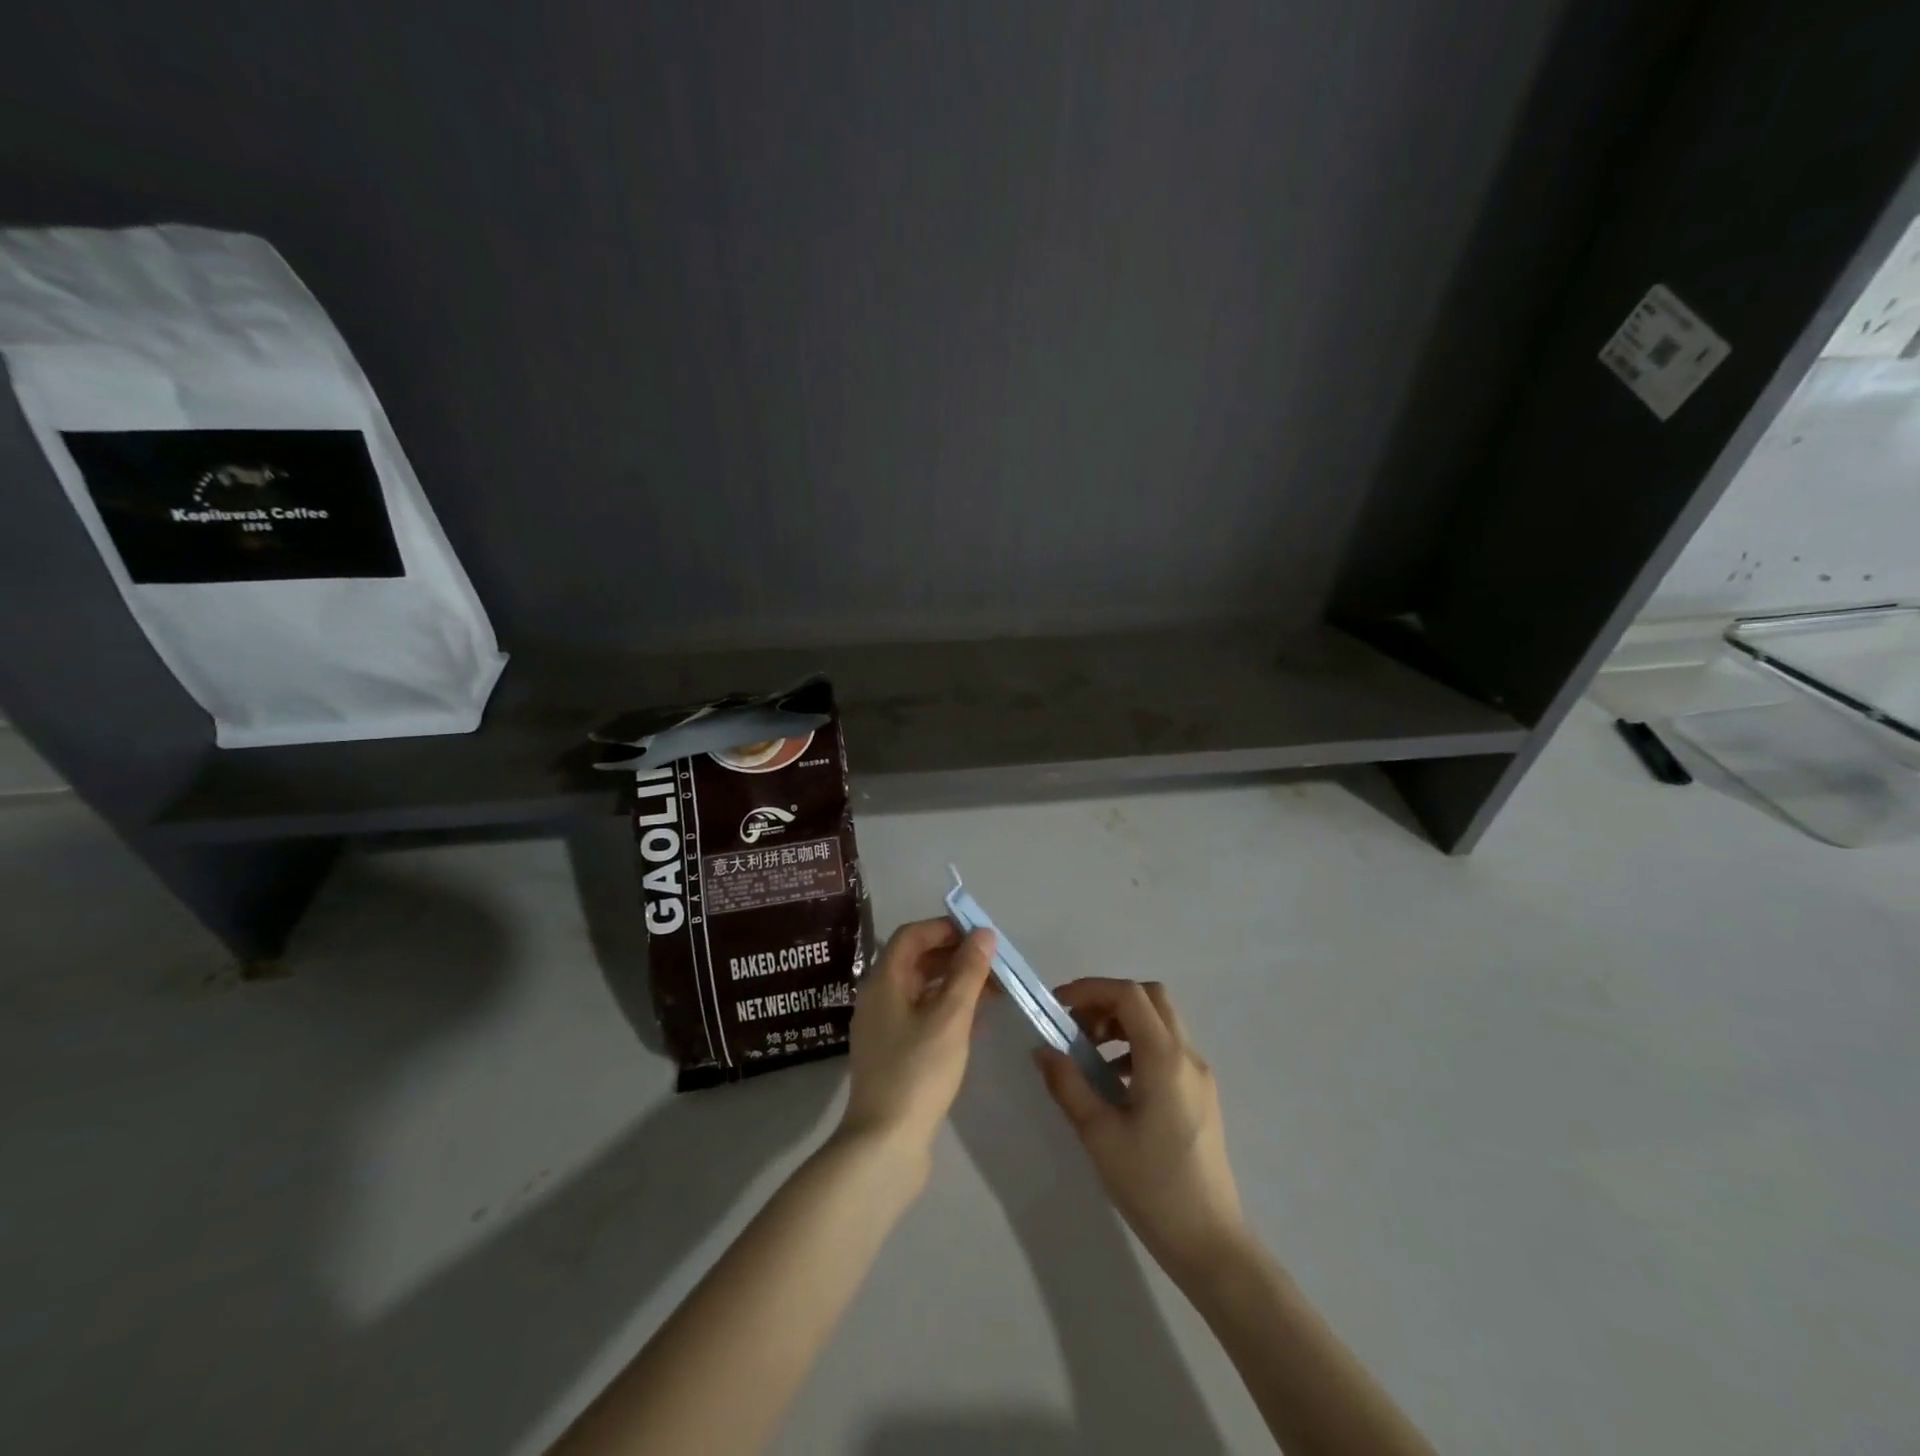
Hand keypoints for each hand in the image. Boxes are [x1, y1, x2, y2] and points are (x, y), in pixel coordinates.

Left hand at [839, 918, 996, 1166]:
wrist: (884, 1145)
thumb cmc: (917, 1071)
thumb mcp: (950, 1017)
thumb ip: (968, 972)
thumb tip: (983, 933)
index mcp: (883, 981)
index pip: (912, 935)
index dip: (945, 928)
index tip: (980, 936)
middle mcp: (878, 998)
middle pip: (916, 961)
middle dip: (955, 956)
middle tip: (993, 964)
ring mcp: (883, 1028)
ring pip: (921, 990)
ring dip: (955, 983)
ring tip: (993, 990)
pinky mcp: (893, 1054)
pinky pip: (922, 1016)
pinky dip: (947, 1010)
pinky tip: (976, 1022)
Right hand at [1035, 978, 1248, 1278]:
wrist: (1210, 1243)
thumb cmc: (1152, 1185)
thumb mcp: (1099, 1134)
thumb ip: (1068, 1084)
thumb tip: (1043, 1050)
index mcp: (1165, 1058)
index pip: (1129, 995)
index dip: (1091, 989)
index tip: (1058, 1006)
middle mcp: (1187, 1056)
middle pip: (1150, 998)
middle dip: (1108, 1001)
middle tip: (1076, 1026)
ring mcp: (1199, 1075)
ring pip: (1160, 1022)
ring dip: (1123, 1023)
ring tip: (1089, 1056)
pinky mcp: (1201, 1096)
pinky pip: (1167, 1049)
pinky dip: (1137, 1046)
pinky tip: (1115, 1083)